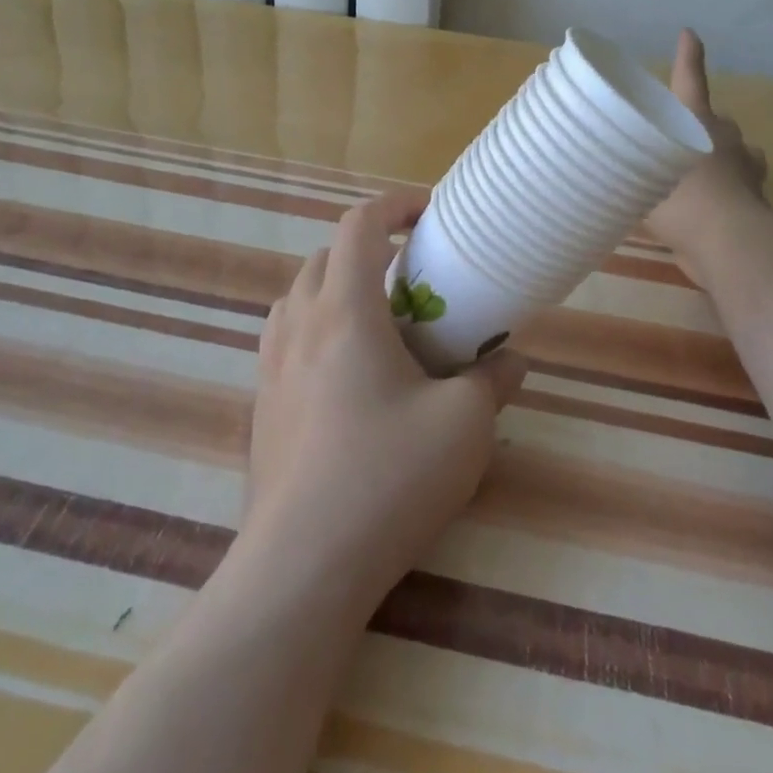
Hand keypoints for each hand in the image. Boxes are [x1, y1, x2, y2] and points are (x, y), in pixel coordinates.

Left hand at [245, 193, 528, 605]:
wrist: (302, 566)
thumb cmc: (387, 479)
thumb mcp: (463, 426)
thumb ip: (491, 381)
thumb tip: (510, 360)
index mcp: (345, 311)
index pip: (359, 225)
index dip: (395, 206)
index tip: (429, 215)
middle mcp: (300, 325)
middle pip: (327, 256)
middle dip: (370, 249)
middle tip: (413, 279)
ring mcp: (272, 365)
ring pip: (300, 295)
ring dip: (338, 287)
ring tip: (379, 322)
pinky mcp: (261, 405)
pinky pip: (287, 337)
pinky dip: (317, 327)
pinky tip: (348, 375)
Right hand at [647, 29, 769, 265]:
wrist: (728, 242)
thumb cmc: (682, 197)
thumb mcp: (642, 176)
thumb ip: (629, 167)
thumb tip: (604, 162)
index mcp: (698, 122)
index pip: (689, 81)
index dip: (688, 58)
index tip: (689, 34)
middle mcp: (726, 139)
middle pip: (718, 122)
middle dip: (704, 127)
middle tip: (679, 142)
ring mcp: (747, 170)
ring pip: (737, 155)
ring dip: (722, 160)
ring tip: (695, 178)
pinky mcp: (756, 203)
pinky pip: (741, 190)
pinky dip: (729, 194)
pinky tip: (709, 211)